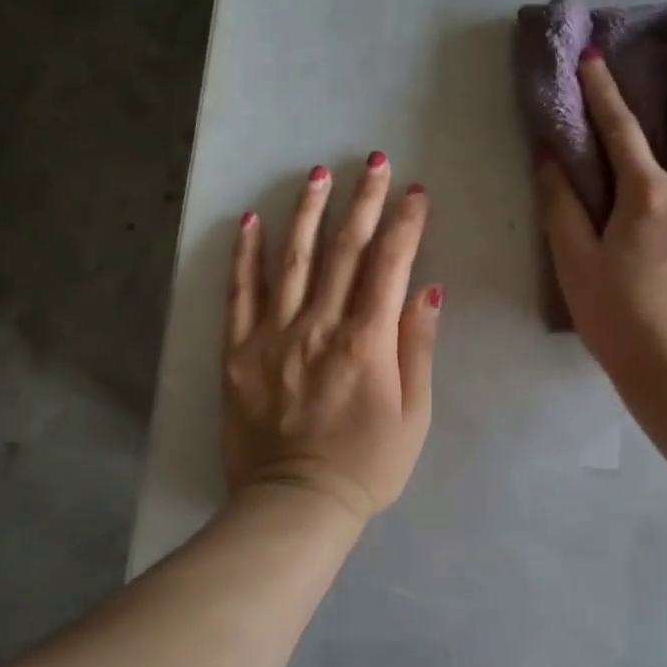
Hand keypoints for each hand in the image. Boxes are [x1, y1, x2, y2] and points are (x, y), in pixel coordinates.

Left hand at [223, 154, 441, 525]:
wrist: (295, 505)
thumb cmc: (367, 465)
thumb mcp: (413, 414)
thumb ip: (417, 347)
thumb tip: (427, 289)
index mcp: (365, 341)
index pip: (390, 265)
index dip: (405, 224)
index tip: (415, 192)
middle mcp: (319, 325)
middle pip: (345, 250)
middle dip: (363, 201)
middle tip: (374, 161)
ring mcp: (274, 335)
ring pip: (293, 259)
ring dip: (309, 212)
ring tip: (318, 174)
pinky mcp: (239, 352)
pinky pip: (240, 294)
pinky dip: (246, 255)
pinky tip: (253, 220)